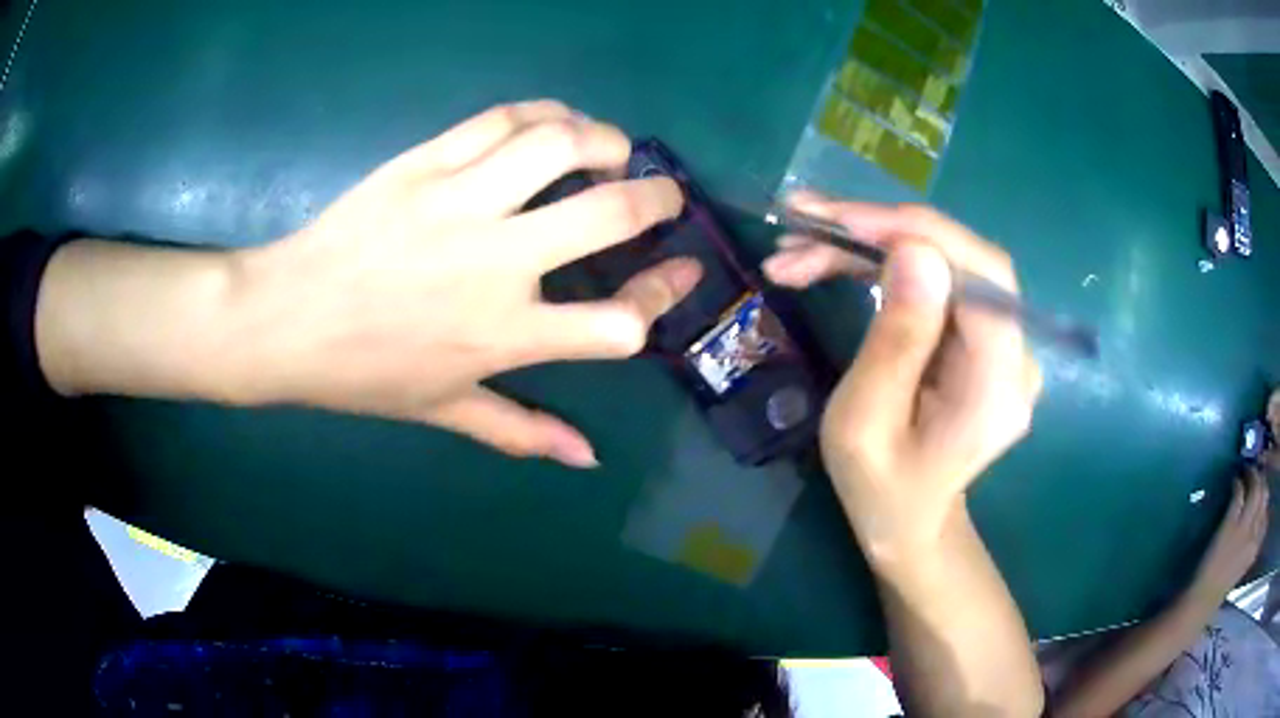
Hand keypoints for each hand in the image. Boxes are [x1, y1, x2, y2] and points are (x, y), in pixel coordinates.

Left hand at [228, 101, 700, 466]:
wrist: (285, 319)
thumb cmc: (363, 372)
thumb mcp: (444, 409)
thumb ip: (521, 431)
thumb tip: (588, 458)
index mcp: (504, 335)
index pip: (619, 322)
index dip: (665, 295)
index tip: (683, 271)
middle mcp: (495, 263)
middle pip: (607, 215)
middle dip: (656, 198)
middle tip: (663, 192)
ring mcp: (459, 202)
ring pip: (558, 146)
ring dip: (603, 139)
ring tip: (610, 148)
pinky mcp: (425, 162)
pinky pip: (500, 120)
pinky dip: (544, 112)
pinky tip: (554, 122)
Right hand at [763, 194, 1041, 562]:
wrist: (910, 520)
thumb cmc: (880, 489)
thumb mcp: (864, 425)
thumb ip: (895, 342)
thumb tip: (914, 250)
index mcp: (999, 386)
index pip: (981, 275)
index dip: (916, 232)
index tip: (839, 220)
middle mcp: (1017, 353)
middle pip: (959, 258)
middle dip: (878, 232)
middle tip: (800, 228)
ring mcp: (1003, 341)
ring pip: (941, 261)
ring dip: (868, 245)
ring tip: (796, 251)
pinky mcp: (980, 334)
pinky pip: (934, 280)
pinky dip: (882, 264)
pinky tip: (831, 261)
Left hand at [1188, 469, 1269, 606]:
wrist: (1202, 600)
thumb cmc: (1219, 588)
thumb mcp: (1241, 566)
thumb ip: (1249, 546)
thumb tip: (1253, 523)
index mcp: (1255, 550)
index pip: (1266, 517)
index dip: (1264, 501)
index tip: (1261, 493)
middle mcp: (1253, 536)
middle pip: (1264, 498)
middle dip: (1261, 482)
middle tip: (1255, 475)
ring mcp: (1243, 529)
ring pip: (1256, 490)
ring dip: (1252, 476)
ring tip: (1247, 472)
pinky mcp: (1230, 524)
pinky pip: (1239, 495)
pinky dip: (1238, 484)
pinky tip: (1235, 481)